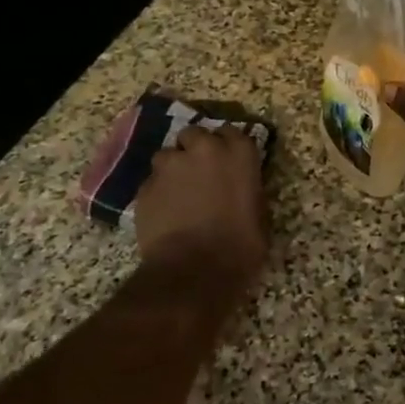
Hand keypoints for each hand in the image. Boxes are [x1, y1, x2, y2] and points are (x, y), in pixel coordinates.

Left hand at [135, 127, 267, 279]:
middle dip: (194, 149)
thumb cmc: (240, 247)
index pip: (231, 132)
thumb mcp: (259, 215)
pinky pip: (151, 182)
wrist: (194, 272)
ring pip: (167, 156)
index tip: (227, 163)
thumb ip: (247, 190)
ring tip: (177, 194)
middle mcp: (204, 148)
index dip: (227, 147)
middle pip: (194, 134)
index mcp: (239, 152)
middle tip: (200, 174)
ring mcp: (170, 165)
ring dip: (173, 169)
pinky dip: (157, 193)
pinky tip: (163, 214)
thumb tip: (240, 189)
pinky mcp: (145, 186)